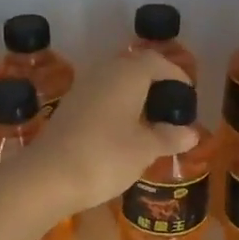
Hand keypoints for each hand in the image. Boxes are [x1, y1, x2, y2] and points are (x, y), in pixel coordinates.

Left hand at [23, 52, 200, 213]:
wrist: (47, 177)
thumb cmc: (105, 157)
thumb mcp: (145, 149)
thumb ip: (169, 138)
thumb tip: (192, 133)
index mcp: (127, 75)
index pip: (157, 62)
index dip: (175, 74)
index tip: (187, 93)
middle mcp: (103, 74)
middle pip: (134, 68)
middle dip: (154, 83)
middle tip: (170, 105)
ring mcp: (82, 90)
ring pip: (115, 83)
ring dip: (134, 96)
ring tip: (150, 121)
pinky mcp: (68, 109)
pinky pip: (100, 98)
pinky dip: (116, 108)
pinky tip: (122, 132)